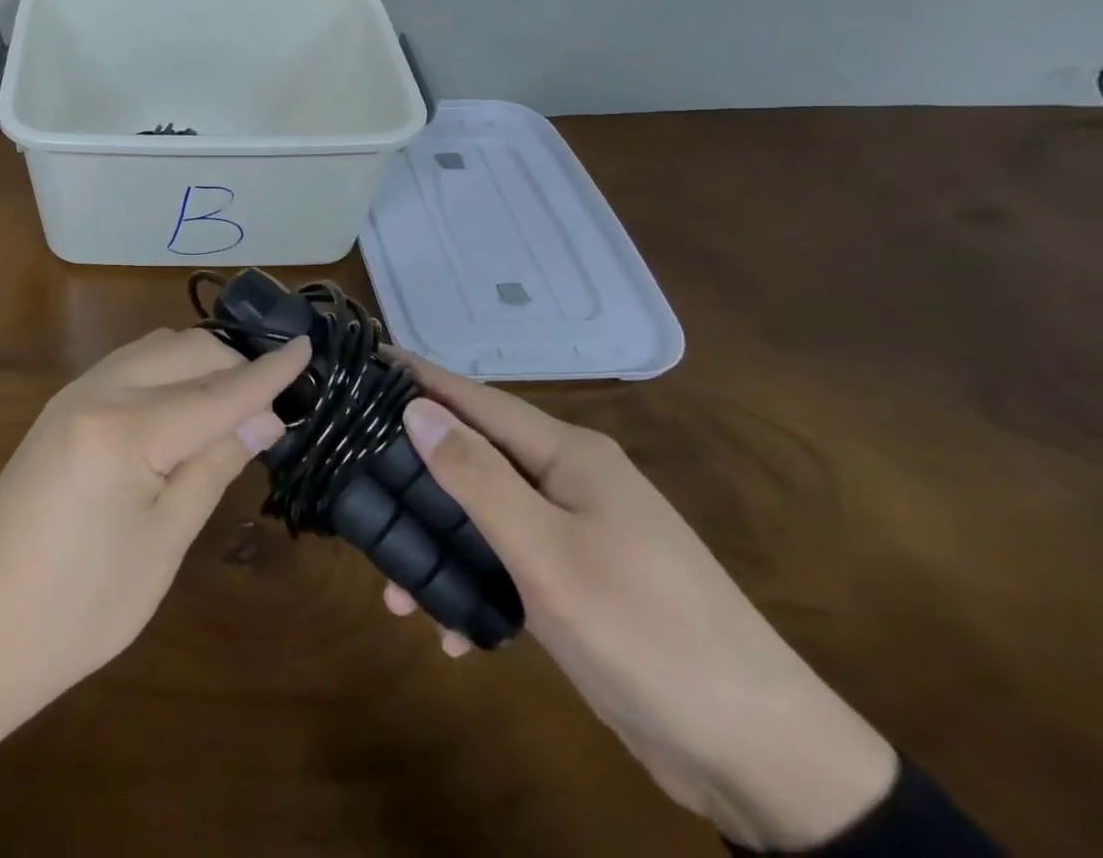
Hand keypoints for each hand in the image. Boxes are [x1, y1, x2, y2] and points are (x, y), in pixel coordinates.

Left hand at [0, 327, 308, 800]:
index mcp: (125, 429)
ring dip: (200, 364)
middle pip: (184, 350)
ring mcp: (73, 394)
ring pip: (154, 350)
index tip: (308, 348)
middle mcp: (96, 391)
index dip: (267, 372)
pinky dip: (167, 373)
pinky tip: (184, 407)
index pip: (216, 390)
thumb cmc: (78, 609)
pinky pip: (129, 367)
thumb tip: (263, 418)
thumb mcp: (162, 543)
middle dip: (234, 364)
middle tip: (273, 405)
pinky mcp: (61, 408)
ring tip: (236, 404)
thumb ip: (213, 465)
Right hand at [384, 357, 897, 850]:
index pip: (475, 398)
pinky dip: (476, 588)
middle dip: (415, 470)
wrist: (761, 759)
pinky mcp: (581, 583)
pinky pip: (509, 564)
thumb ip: (476, 477)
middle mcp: (571, 481)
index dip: (419, 376)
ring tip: (392, 587)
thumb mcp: (547, 553)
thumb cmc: (646, 633)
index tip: (364, 358)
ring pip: (486, 515)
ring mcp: (579, 532)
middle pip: (474, 455)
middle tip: (355, 473)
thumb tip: (416, 408)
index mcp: (569, 456)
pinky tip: (449, 633)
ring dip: (440, 545)